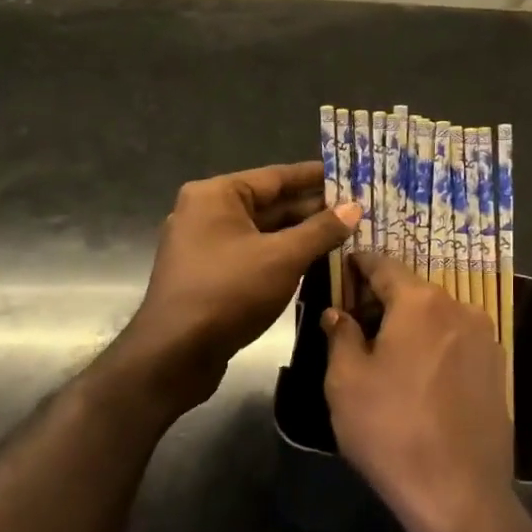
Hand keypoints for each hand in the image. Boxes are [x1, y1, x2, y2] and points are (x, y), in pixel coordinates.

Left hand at [122, 162, 359, 411]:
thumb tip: (355, 208)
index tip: (350, 175)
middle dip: (313, 210)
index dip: (316, 177)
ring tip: (346, 235)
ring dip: (301, 235)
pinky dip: (282, 256)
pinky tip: (316, 262)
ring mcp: (204, 246)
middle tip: (358, 210)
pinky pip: (253, 255)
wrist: (173, 355)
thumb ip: (321, 230)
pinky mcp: (208, 275)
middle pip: (270, 204)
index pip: (276, 176)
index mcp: (217, 195)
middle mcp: (206, 212)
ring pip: (263, 233)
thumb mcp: (283, 258)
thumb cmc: (228, 293)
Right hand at [320, 252, 513, 531]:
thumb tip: (339, 313)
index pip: (385, 266)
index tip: (346, 264)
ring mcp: (485, 338)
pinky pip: (457, 342)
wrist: (459, 492)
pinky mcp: (498, 369)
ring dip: (412, 323)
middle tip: (357, 315)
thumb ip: (341, 336)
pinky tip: (419, 374)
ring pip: (438, 316)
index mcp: (421, 302)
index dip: (362, 263)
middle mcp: (459, 308)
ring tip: (387, 349)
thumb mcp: (346, 381)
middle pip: (415, 290)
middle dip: (385, 298)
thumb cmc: (392, 429)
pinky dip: (435, 345)